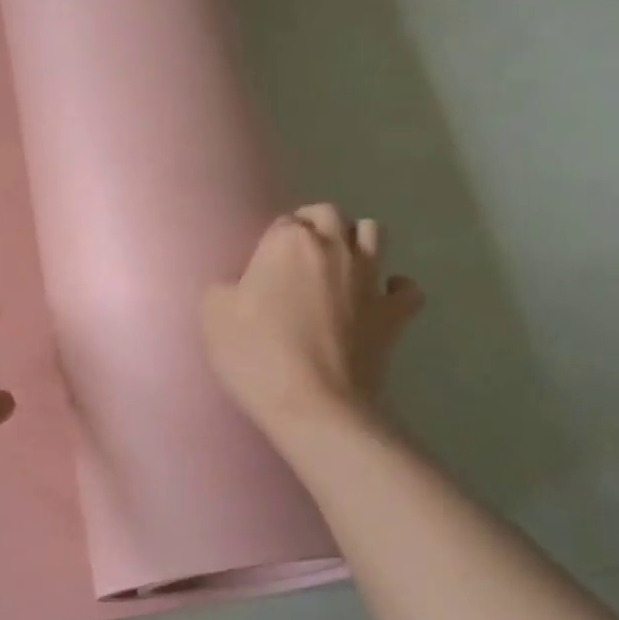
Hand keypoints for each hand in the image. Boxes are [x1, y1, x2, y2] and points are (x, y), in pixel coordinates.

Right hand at [203, 206, 423, 436]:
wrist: (314, 405)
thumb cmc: (256, 356)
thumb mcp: (213, 315)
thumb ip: (225, 286)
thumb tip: (242, 284)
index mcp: (288, 242)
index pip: (282, 222)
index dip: (271, 241)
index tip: (261, 268)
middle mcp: (334, 247)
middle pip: (330, 215)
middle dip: (315, 225)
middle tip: (296, 257)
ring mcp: (371, 277)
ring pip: (373, 232)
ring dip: (356, 240)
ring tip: (337, 266)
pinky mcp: (395, 312)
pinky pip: (405, 286)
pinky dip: (393, 287)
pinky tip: (377, 299)